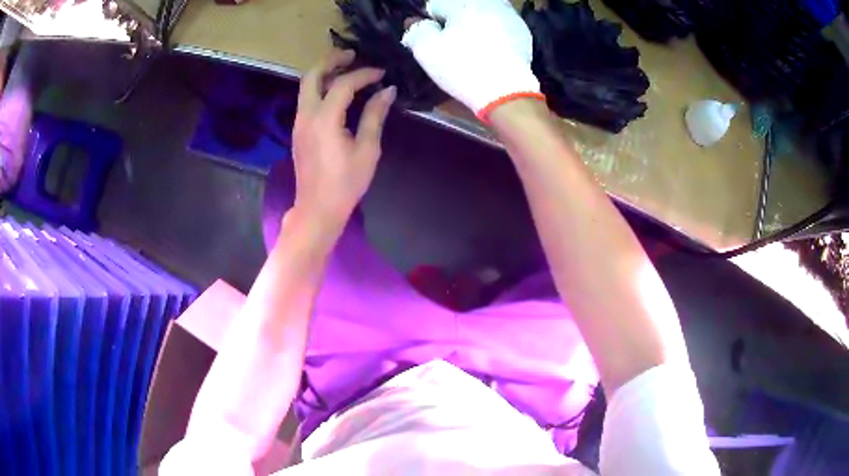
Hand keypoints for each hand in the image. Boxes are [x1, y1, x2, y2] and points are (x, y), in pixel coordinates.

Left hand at [292, 49, 396, 236]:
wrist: (318, 209)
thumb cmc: (346, 183)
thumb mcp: (367, 149)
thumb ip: (374, 116)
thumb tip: (387, 91)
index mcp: (325, 119)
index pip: (343, 84)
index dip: (364, 74)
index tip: (382, 73)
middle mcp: (306, 116)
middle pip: (312, 76)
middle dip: (331, 61)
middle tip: (351, 55)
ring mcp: (299, 123)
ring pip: (305, 86)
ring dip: (324, 73)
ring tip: (346, 68)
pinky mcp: (298, 131)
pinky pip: (306, 100)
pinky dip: (320, 88)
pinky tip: (337, 92)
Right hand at [401, 0, 542, 119]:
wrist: (506, 92)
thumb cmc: (462, 67)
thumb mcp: (426, 49)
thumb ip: (416, 29)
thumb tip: (416, 23)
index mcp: (462, 2)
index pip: (436, 5)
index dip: (431, 23)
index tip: (434, 40)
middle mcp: (488, 2)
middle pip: (461, 6)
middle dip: (455, 21)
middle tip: (453, 45)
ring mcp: (509, 15)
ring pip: (482, 14)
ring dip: (474, 25)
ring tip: (473, 49)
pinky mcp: (523, 32)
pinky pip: (500, 26)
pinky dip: (493, 34)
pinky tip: (491, 52)